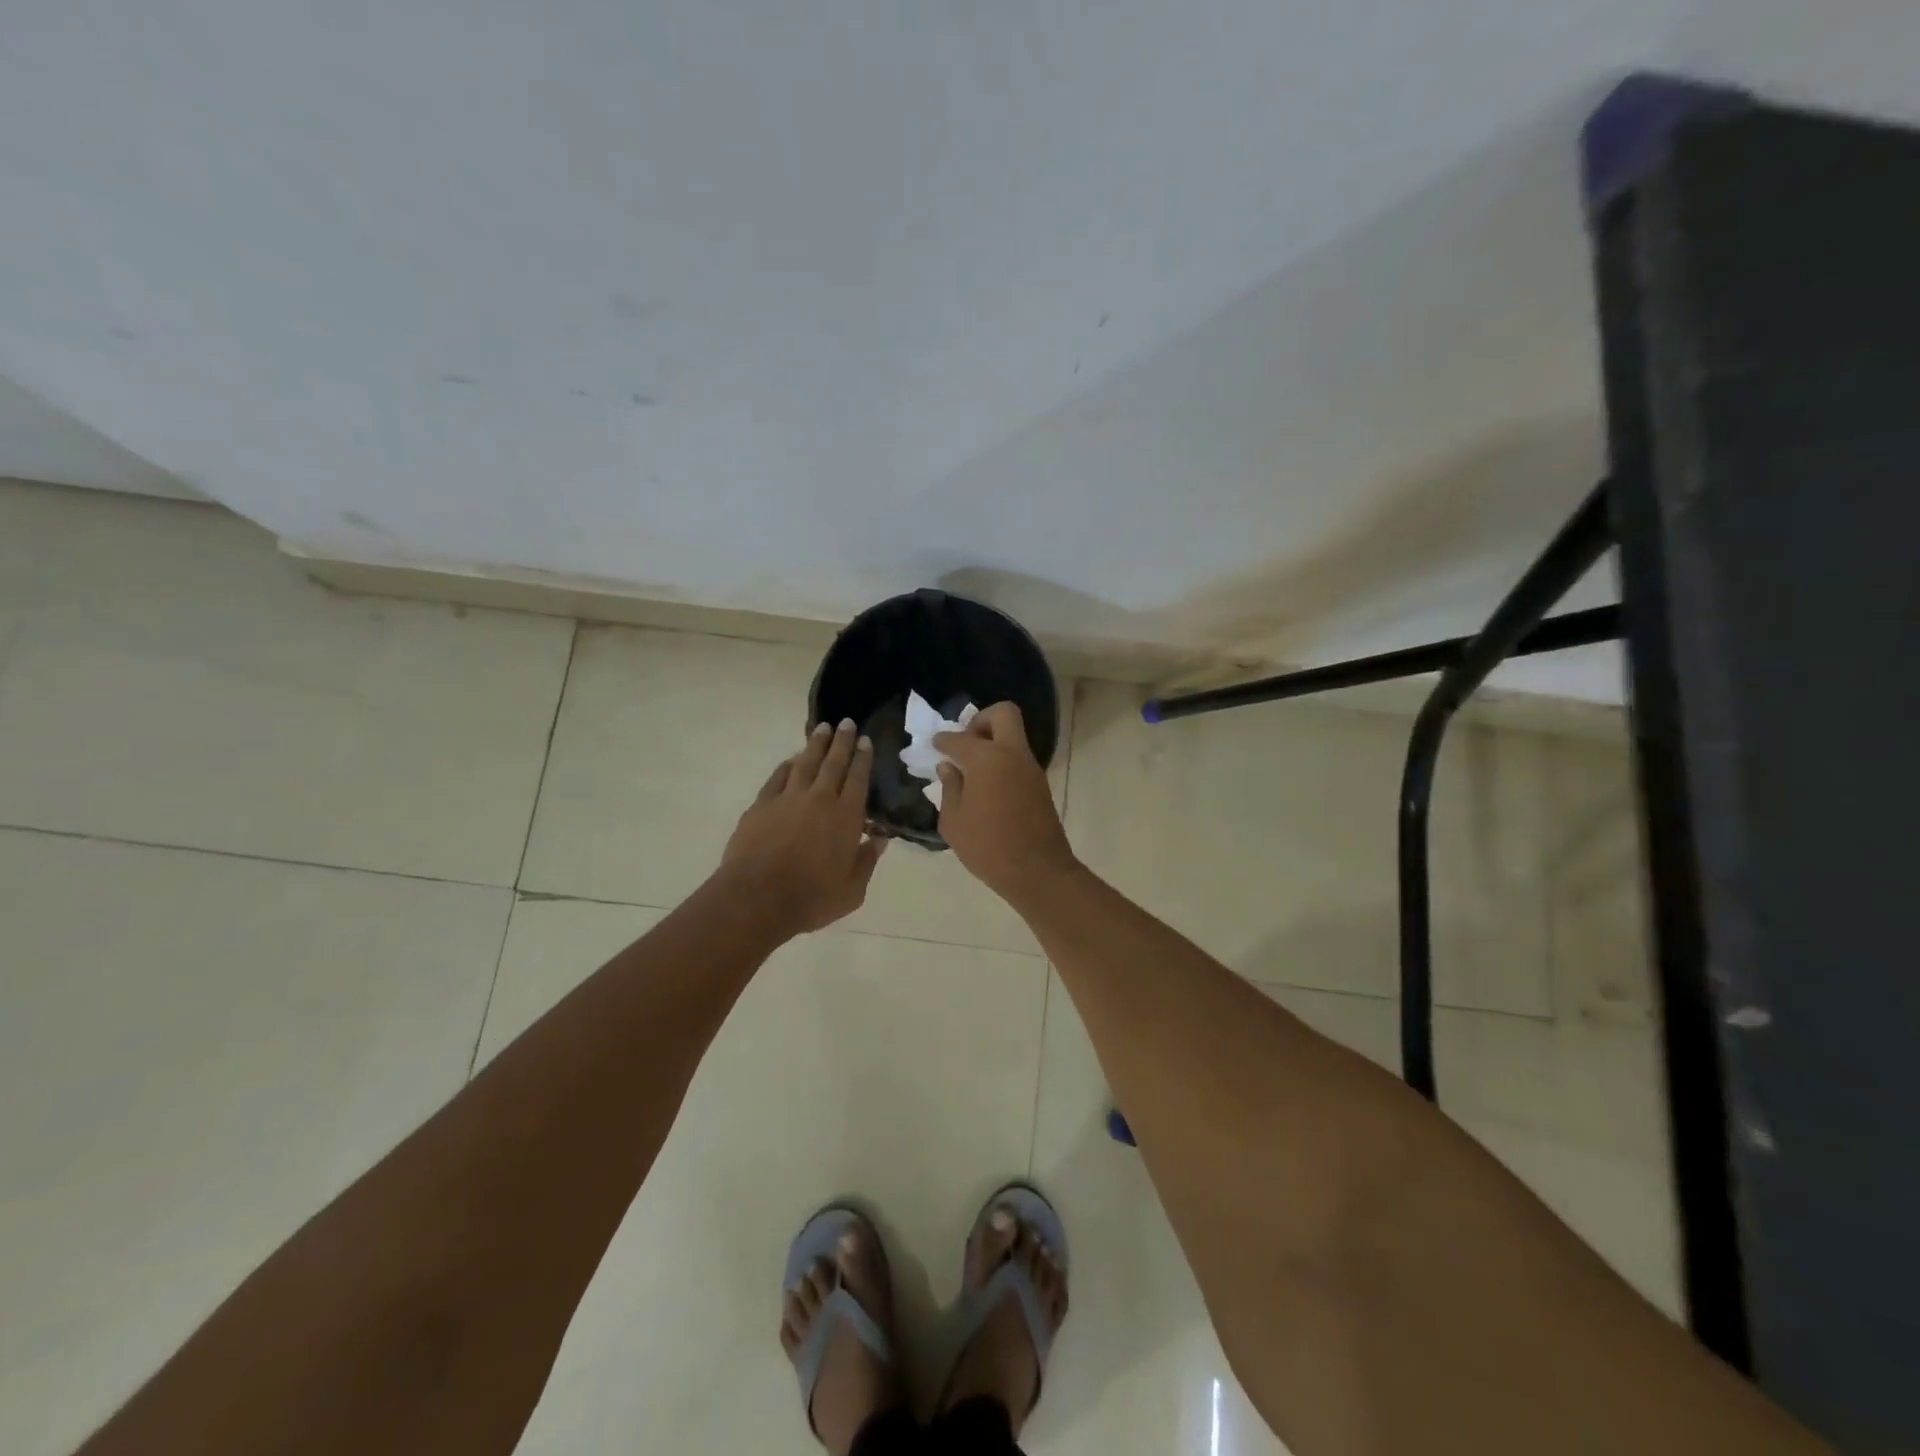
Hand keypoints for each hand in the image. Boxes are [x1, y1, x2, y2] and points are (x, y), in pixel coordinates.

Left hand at [722, 720, 885, 934]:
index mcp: (846, 816)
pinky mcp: (762, 805)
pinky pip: (778, 777)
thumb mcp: (852, 890)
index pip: (858, 778)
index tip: (866, 741)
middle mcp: (820, 799)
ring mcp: (788, 798)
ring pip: (805, 763)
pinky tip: (792, 760)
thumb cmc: (812, 898)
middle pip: (833, 762)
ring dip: (815, 744)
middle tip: (847, 723)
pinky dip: (788, 765)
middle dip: (842, 741)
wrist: (757, 898)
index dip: (863, 758)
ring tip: (822, 728)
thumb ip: (867, 861)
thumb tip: (880, 838)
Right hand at [933, 702, 1076, 900]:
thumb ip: (949, 789)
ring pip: (1013, 736)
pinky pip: (1018, 759)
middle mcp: (1012, 754)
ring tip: (971, 770)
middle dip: (981, 720)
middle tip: (965, 744)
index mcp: (986, 759)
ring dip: (993, 743)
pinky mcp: (1040, 784)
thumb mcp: (954, 822)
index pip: (959, 738)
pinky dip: (1002, 762)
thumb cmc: (988, 848)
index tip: (935, 746)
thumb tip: (949, 767)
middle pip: (1003, 714)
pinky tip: (986, 787)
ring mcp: (1031, 768)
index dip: (943, 740)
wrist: (1038, 872)